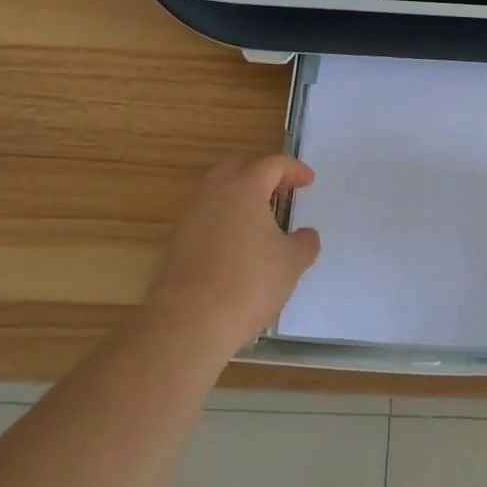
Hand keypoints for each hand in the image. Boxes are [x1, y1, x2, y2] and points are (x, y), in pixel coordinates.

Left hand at [146, 154, 321, 354]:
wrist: (188, 322)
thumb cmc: (248, 283)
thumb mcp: (291, 263)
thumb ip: (304, 242)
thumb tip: (306, 235)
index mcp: (245, 186)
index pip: (272, 164)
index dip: (294, 169)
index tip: (309, 181)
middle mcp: (214, 191)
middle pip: (240, 166)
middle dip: (263, 172)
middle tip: (282, 188)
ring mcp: (191, 214)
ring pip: (218, 188)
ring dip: (241, 193)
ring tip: (261, 214)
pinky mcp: (177, 239)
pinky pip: (206, 212)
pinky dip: (225, 215)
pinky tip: (238, 240)